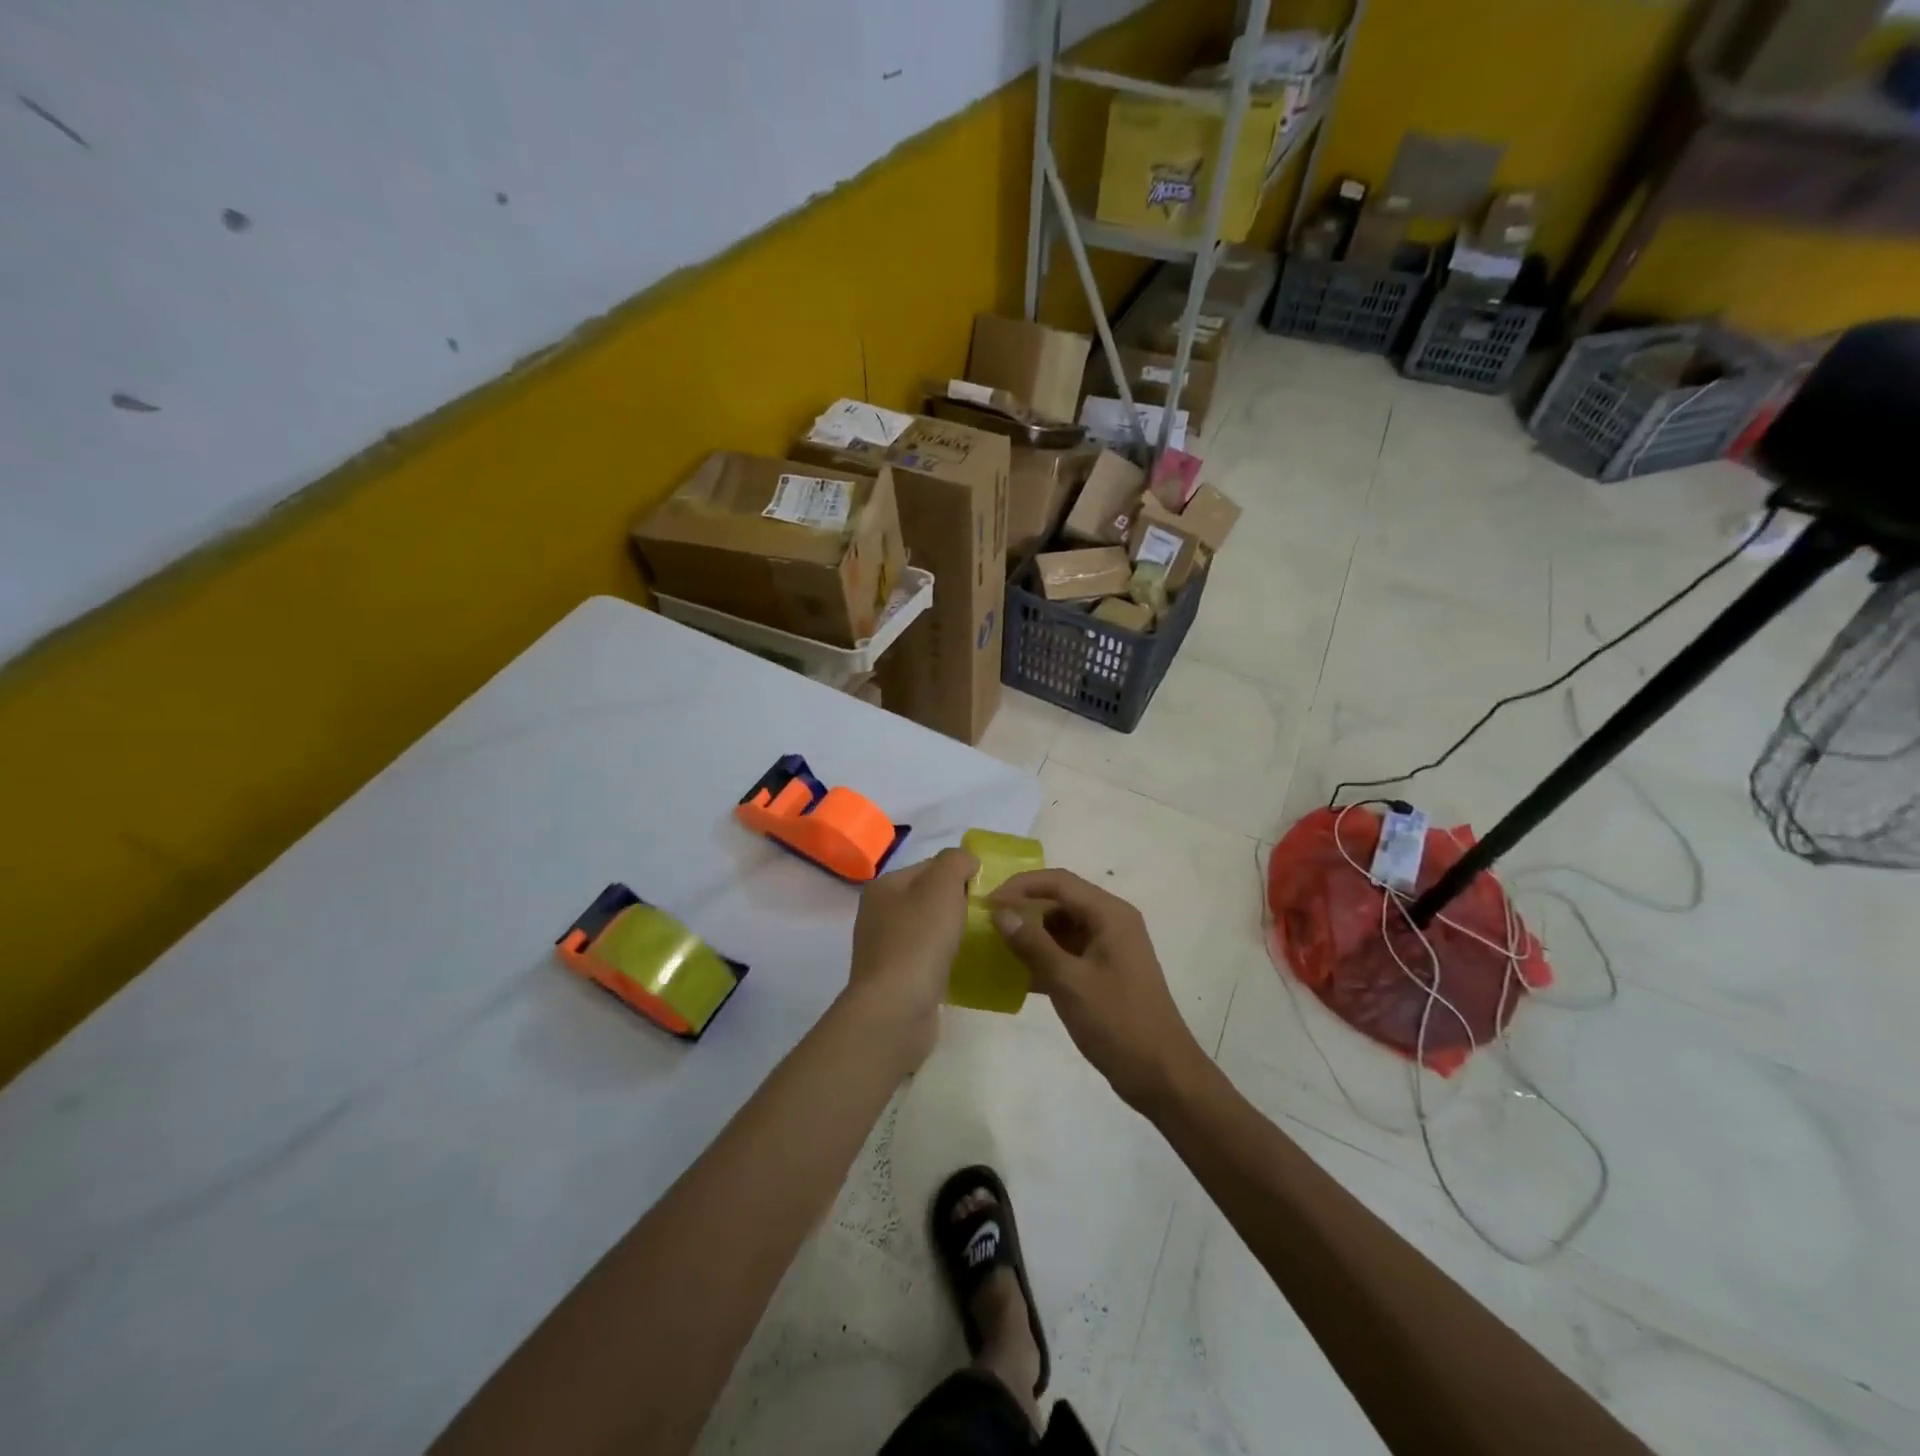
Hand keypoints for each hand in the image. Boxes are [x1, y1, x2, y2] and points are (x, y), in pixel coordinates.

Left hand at [846, 848, 977, 1065]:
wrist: (896, 1009)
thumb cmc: (919, 940)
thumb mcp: (942, 886)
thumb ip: (956, 861)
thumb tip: (966, 861)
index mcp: (883, 886)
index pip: (929, 866)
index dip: (960, 873)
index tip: (987, 890)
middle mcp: (878, 914)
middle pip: (928, 898)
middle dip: (958, 903)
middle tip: (987, 916)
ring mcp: (885, 949)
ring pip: (929, 930)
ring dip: (953, 933)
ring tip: (980, 941)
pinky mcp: (896, 980)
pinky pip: (928, 960)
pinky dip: (946, 960)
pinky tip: (964, 967)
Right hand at [990, 870, 1206, 1110]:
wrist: (1162, 1075)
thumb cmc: (1117, 1022)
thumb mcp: (1069, 982)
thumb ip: (1033, 944)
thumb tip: (1000, 913)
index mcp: (1110, 914)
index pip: (1059, 881)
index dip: (1020, 886)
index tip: (987, 903)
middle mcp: (1112, 922)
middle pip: (1061, 900)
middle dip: (1024, 908)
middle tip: (986, 923)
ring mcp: (1110, 948)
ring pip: (1063, 927)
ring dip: (1032, 934)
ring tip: (995, 946)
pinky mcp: (1105, 972)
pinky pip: (1069, 952)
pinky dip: (1044, 957)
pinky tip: (1016, 974)